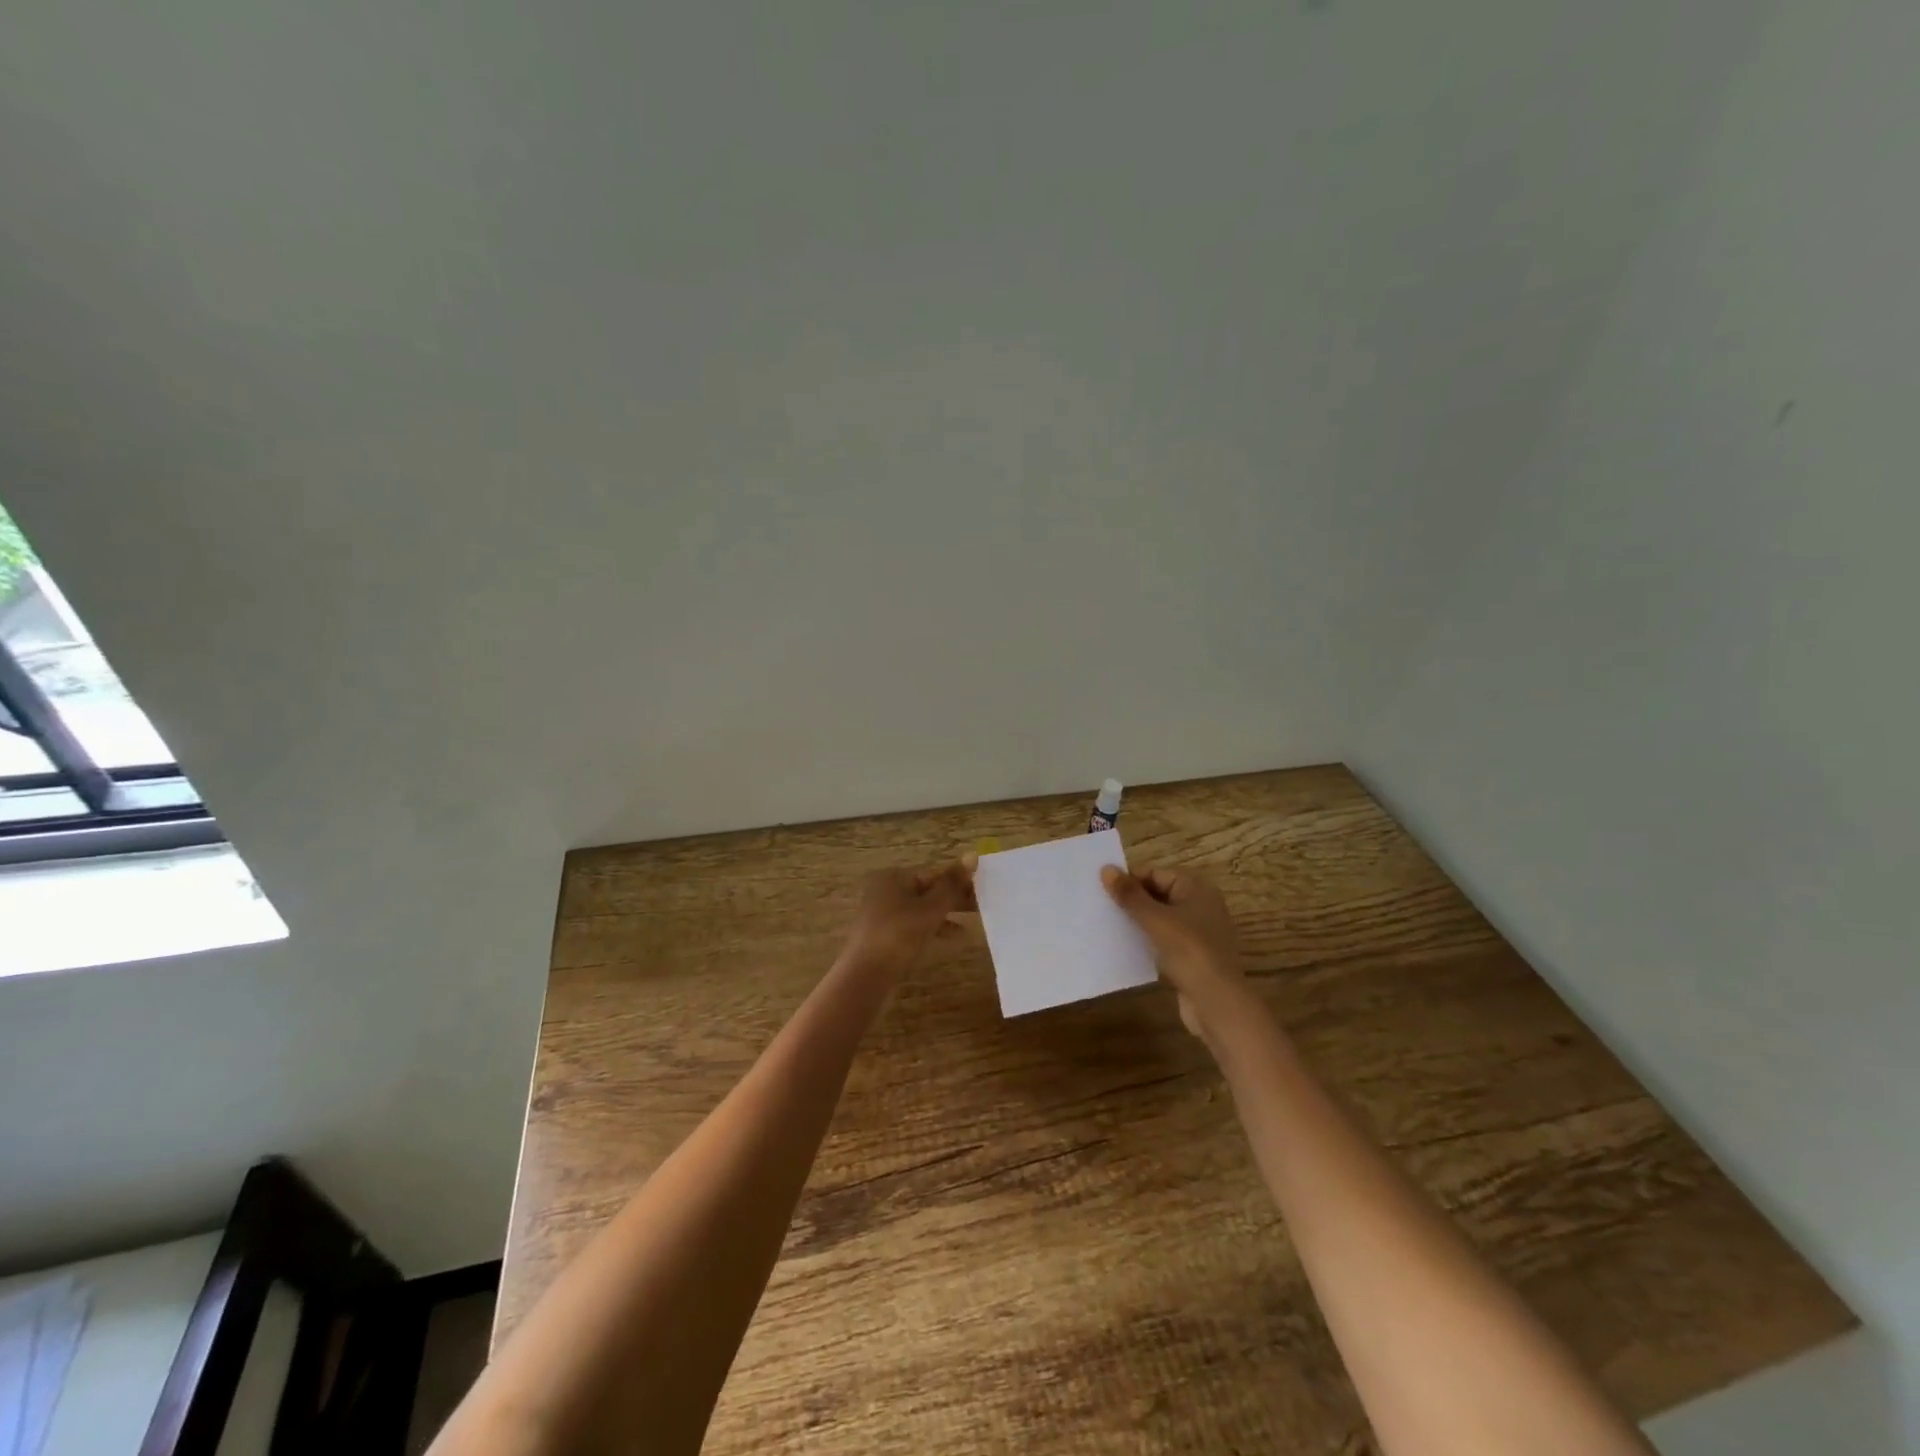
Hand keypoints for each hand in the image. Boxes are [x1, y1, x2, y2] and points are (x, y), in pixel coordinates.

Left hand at [842, 863, 972, 974]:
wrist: (865, 977)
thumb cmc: (899, 935)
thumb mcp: (930, 909)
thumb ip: (952, 885)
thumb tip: (973, 854)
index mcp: (894, 877)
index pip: (934, 873)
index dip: (959, 881)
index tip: (983, 891)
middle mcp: (886, 890)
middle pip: (927, 890)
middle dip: (954, 898)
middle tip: (982, 906)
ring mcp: (884, 914)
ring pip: (922, 909)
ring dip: (947, 915)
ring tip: (973, 922)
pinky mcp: (885, 935)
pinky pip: (914, 926)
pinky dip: (933, 929)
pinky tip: (953, 939)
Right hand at [1101, 865, 1257, 1044]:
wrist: (1218, 1004)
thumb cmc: (1189, 952)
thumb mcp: (1155, 920)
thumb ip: (1130, 895)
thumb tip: (1106, 868)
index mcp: (1197, 889)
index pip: (1156, 873)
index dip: (1130, 880)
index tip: (1102, 891)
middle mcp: (1201, 906)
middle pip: (1158, 894)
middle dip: (1132, 901)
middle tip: (1101, 908)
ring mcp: (1198, 933)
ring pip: (1160, 919)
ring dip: (1137, 922)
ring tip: (1108, 927)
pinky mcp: (1193, 957)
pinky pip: (1164, 940)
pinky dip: (1147, 941)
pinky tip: (1126, 948)